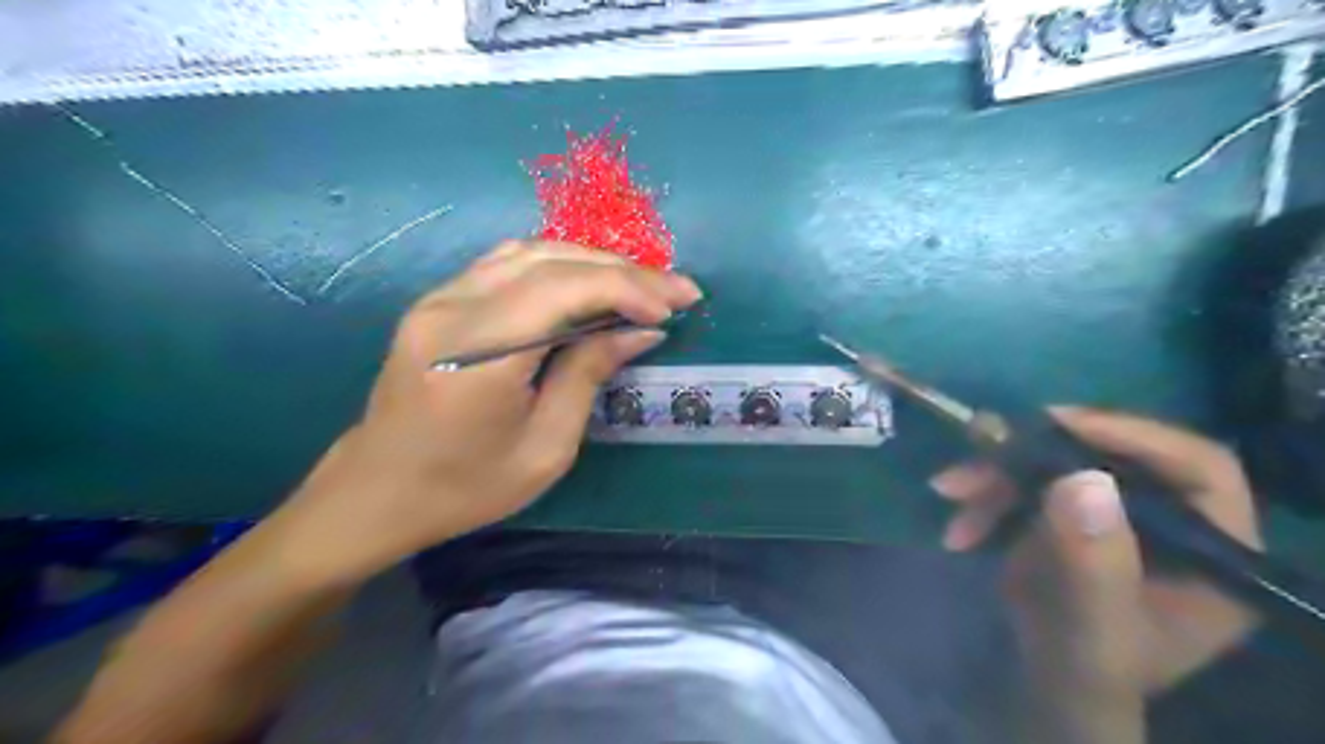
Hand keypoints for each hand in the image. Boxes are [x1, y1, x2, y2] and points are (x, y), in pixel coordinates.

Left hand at [271, 242, 701, 580]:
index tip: (675, 306)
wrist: (377, 490)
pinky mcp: (439, 300)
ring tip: (640, 285)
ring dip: (594, 262)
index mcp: (477, 356)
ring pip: (531, 251)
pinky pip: (509, 263)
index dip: (627, 287)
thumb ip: (588, 375)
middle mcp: (453, 310)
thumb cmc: (465, 487)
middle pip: (550, 261)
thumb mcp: (545, 449)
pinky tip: (589, 284)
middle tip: (675, 290)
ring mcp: (440, 297)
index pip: (562, 290)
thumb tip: (641, 331)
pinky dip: (560, 265)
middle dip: (623, 271)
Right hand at [929, 411, 1261, 740]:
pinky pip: (1025, 484)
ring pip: (1055, 465)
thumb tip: (1081, 478)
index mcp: (1213, 549)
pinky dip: (985, 496)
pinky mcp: (1070, 512)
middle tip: (979, 447)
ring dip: (994, 476)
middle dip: (1033, 455)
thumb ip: (1093, 564)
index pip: (1196, 467)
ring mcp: (1114, 512)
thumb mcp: (1093, 629)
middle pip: (1109, 456)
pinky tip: (958, 527)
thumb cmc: (1087, 669)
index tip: (1057, 422)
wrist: (1050, 684)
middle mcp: (1169, 519)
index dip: (1131, 434)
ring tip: (949, 491)